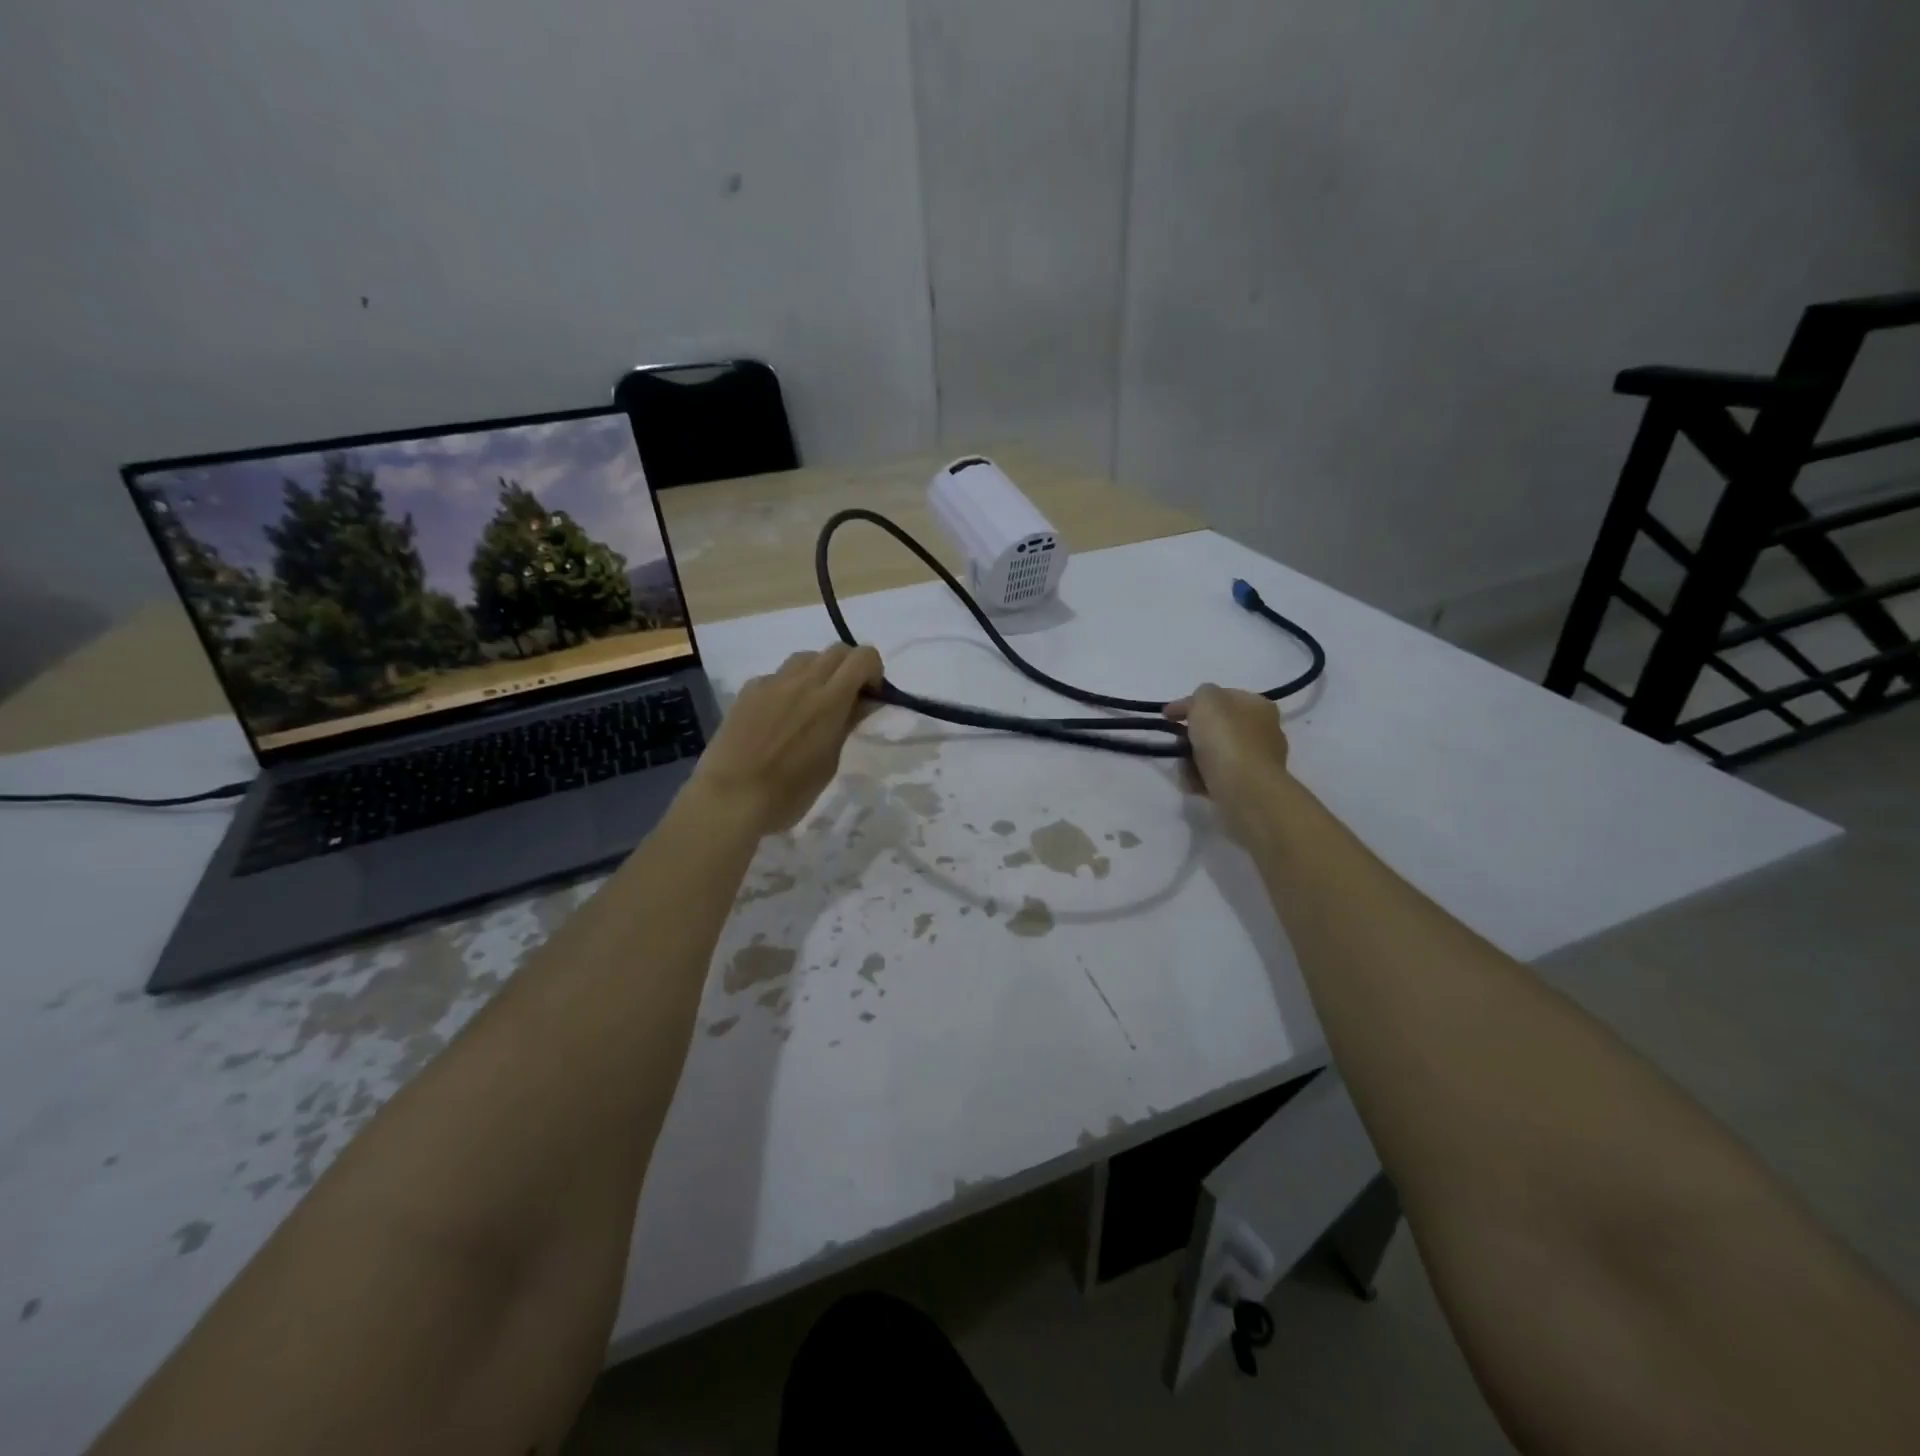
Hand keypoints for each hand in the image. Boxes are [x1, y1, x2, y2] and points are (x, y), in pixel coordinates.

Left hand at [689, 645, 882, 834]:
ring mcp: (771, 683)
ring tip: (812, 704)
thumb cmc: (789, 792)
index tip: (869, 696)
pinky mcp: (748, 690)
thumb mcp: (829, 762)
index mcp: (829, 700)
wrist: (729, 798)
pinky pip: (777, 676)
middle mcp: (802, 681)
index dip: (873, 671)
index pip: (863, 657)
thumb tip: (864, 702)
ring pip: (805, 658)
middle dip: (849, 668)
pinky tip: (779, 717)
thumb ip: (847, 724)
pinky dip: (788, 687)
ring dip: (819, 672)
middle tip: (847, 698)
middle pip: (836, 650)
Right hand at [1165, 684, 1290, 838]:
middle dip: (1192, 734)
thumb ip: (1200, 694)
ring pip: (1214, 754)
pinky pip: (1216, 778)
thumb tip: (1196, 706)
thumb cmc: (1225, 738)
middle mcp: (1263, 732)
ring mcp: (1256, 761)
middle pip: (1217, 728)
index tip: (1167, 714)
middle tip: (1177, 741)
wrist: (1243, 789)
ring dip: (1193, 759)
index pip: (1222, 697)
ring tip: (1184, 767)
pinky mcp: (1247, 787)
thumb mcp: (1206, 700)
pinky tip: (1193, 783)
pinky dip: (1201, 779)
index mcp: (1258, 706)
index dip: (1192, 702)